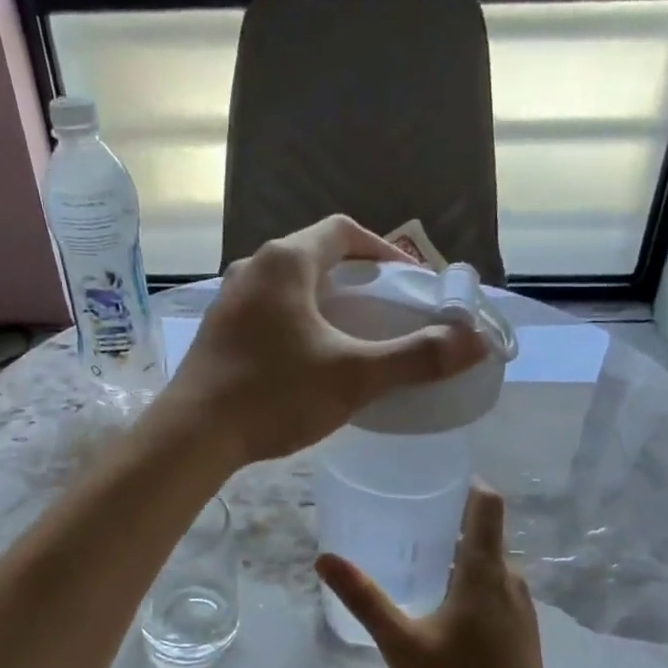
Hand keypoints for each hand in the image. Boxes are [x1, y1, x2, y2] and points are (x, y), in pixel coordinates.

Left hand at [163, 215, 485, 465]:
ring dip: (324, 301)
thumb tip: (474, 341)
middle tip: (386, 310)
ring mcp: (229, 300)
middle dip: (355, 277)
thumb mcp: (354, 376)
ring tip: (352, 334)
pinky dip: (296, 322)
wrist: (193, 436)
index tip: (409, 281)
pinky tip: (308, 359)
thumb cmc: (275, 394)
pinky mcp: (217, 331)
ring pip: (288, 286)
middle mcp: (252, 268)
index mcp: (285, 261)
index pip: (344, 231)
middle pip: (315, 257)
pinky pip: (267, 312)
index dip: (383, 250)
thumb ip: (416, 357)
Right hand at [317, 485, 564, 667]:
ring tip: (416, 558)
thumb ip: (364, 598)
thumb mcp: (402, 643)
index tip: (431, 476)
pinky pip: (495, 586)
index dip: (465, 482)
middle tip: (404, 519)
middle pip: (484, 531)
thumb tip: (325, 558)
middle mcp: (510, 579)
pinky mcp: (522, 629)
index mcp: (486, 571)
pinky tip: (442, 604)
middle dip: (448, 520)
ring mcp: (521, 605)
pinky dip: (470, 579)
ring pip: (489, 561)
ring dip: (458, 553)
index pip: (486, 504)